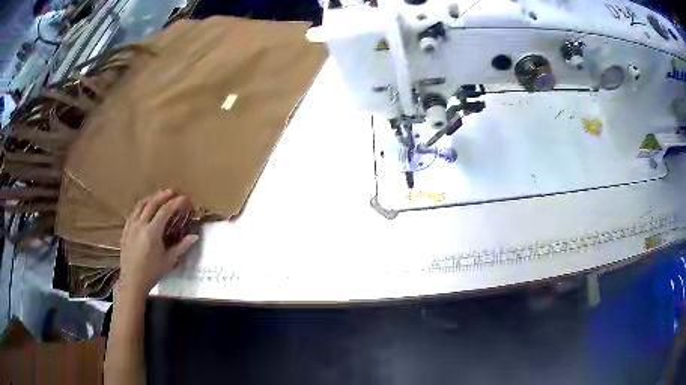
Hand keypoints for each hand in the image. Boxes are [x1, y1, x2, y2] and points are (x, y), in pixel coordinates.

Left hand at [118, 190, 197, 296]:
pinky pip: (133, 213)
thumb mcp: (169, 261)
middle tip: (172, 192)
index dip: (176, 202)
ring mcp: (131, 226)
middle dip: (163, 195)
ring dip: (151, 198)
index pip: (165, 210)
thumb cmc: (152, 272)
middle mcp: (141, 224)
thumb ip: (181, 247)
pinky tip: (144, 208)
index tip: (184, 198)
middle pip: (152, 203)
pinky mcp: (125, 230)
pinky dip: (141, 207)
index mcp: (152, 232)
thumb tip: (194, 236)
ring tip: (158, 196)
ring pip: (141, 205)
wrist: (132, 281)